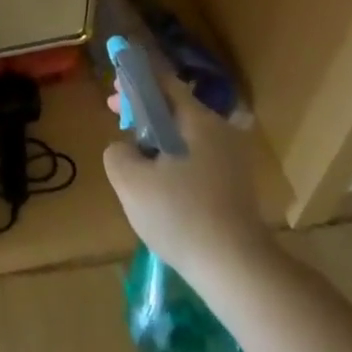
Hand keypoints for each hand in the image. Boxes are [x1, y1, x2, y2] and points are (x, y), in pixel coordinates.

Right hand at [104, 77, 276, 287]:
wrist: (237, 270)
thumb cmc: (180, 216)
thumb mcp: (129, 180)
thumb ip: (117, 152)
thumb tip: (125, 148)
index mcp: (198, 120)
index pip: (163, 82)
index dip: (135, 82)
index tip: (114, 93)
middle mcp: (220, 131)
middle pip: (176, 108)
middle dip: (144, 111)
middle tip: (118, 120)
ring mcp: (233, 159)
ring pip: (187, 135)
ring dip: (159, 138)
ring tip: (135, 156)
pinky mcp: (237, 185)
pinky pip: (199, 158)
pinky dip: (176, 159)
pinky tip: (161, 184)